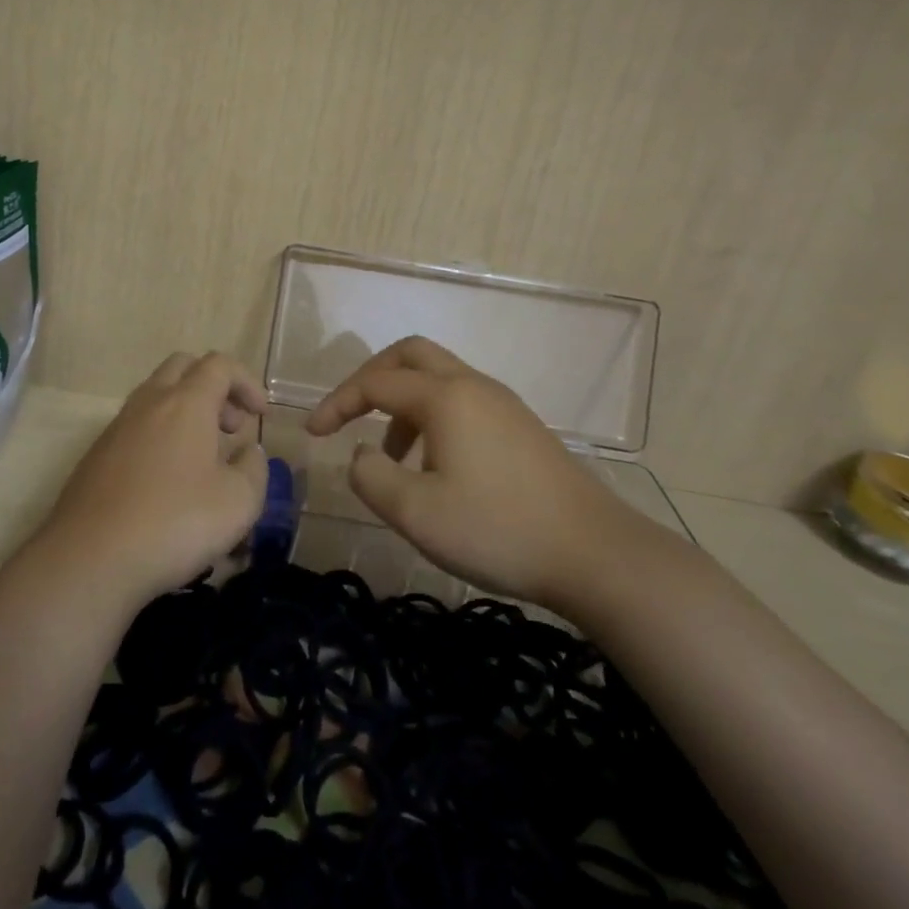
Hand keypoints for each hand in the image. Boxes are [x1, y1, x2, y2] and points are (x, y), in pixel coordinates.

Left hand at [35, 351, 269, 610]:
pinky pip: (136, 427)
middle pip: (182, 367)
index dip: (246, 381)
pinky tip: (167, 482)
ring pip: (155, 396)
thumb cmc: (174, 523)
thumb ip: (253, 469)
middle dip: (213, 388)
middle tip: (230, 427)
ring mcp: (117, 428)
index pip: (219, 365)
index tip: (260, 414)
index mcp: (186, 403)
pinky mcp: (97, 455)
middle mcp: (148, 403)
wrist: (90, 558)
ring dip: (185, 412)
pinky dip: (160, 436)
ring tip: (203, 458)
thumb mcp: (238, 502)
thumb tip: (249, 452)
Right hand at [305, 336, 641, 607]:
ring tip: (393, 457)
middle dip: (371, 378)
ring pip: (439, 377)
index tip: (312, 433)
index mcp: (444, 397)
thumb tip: (361, 454)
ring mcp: (503, 403)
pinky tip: (436, 466)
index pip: (374, 382)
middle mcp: (473, 385)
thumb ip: (370, 477)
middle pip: (410, 355)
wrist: (596, 554)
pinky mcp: (522, 427)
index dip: (336, 403)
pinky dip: (433, 416)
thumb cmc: (497, 529)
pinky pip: (463, 400)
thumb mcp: (415, 512)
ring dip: (403, 402)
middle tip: (350, 413)